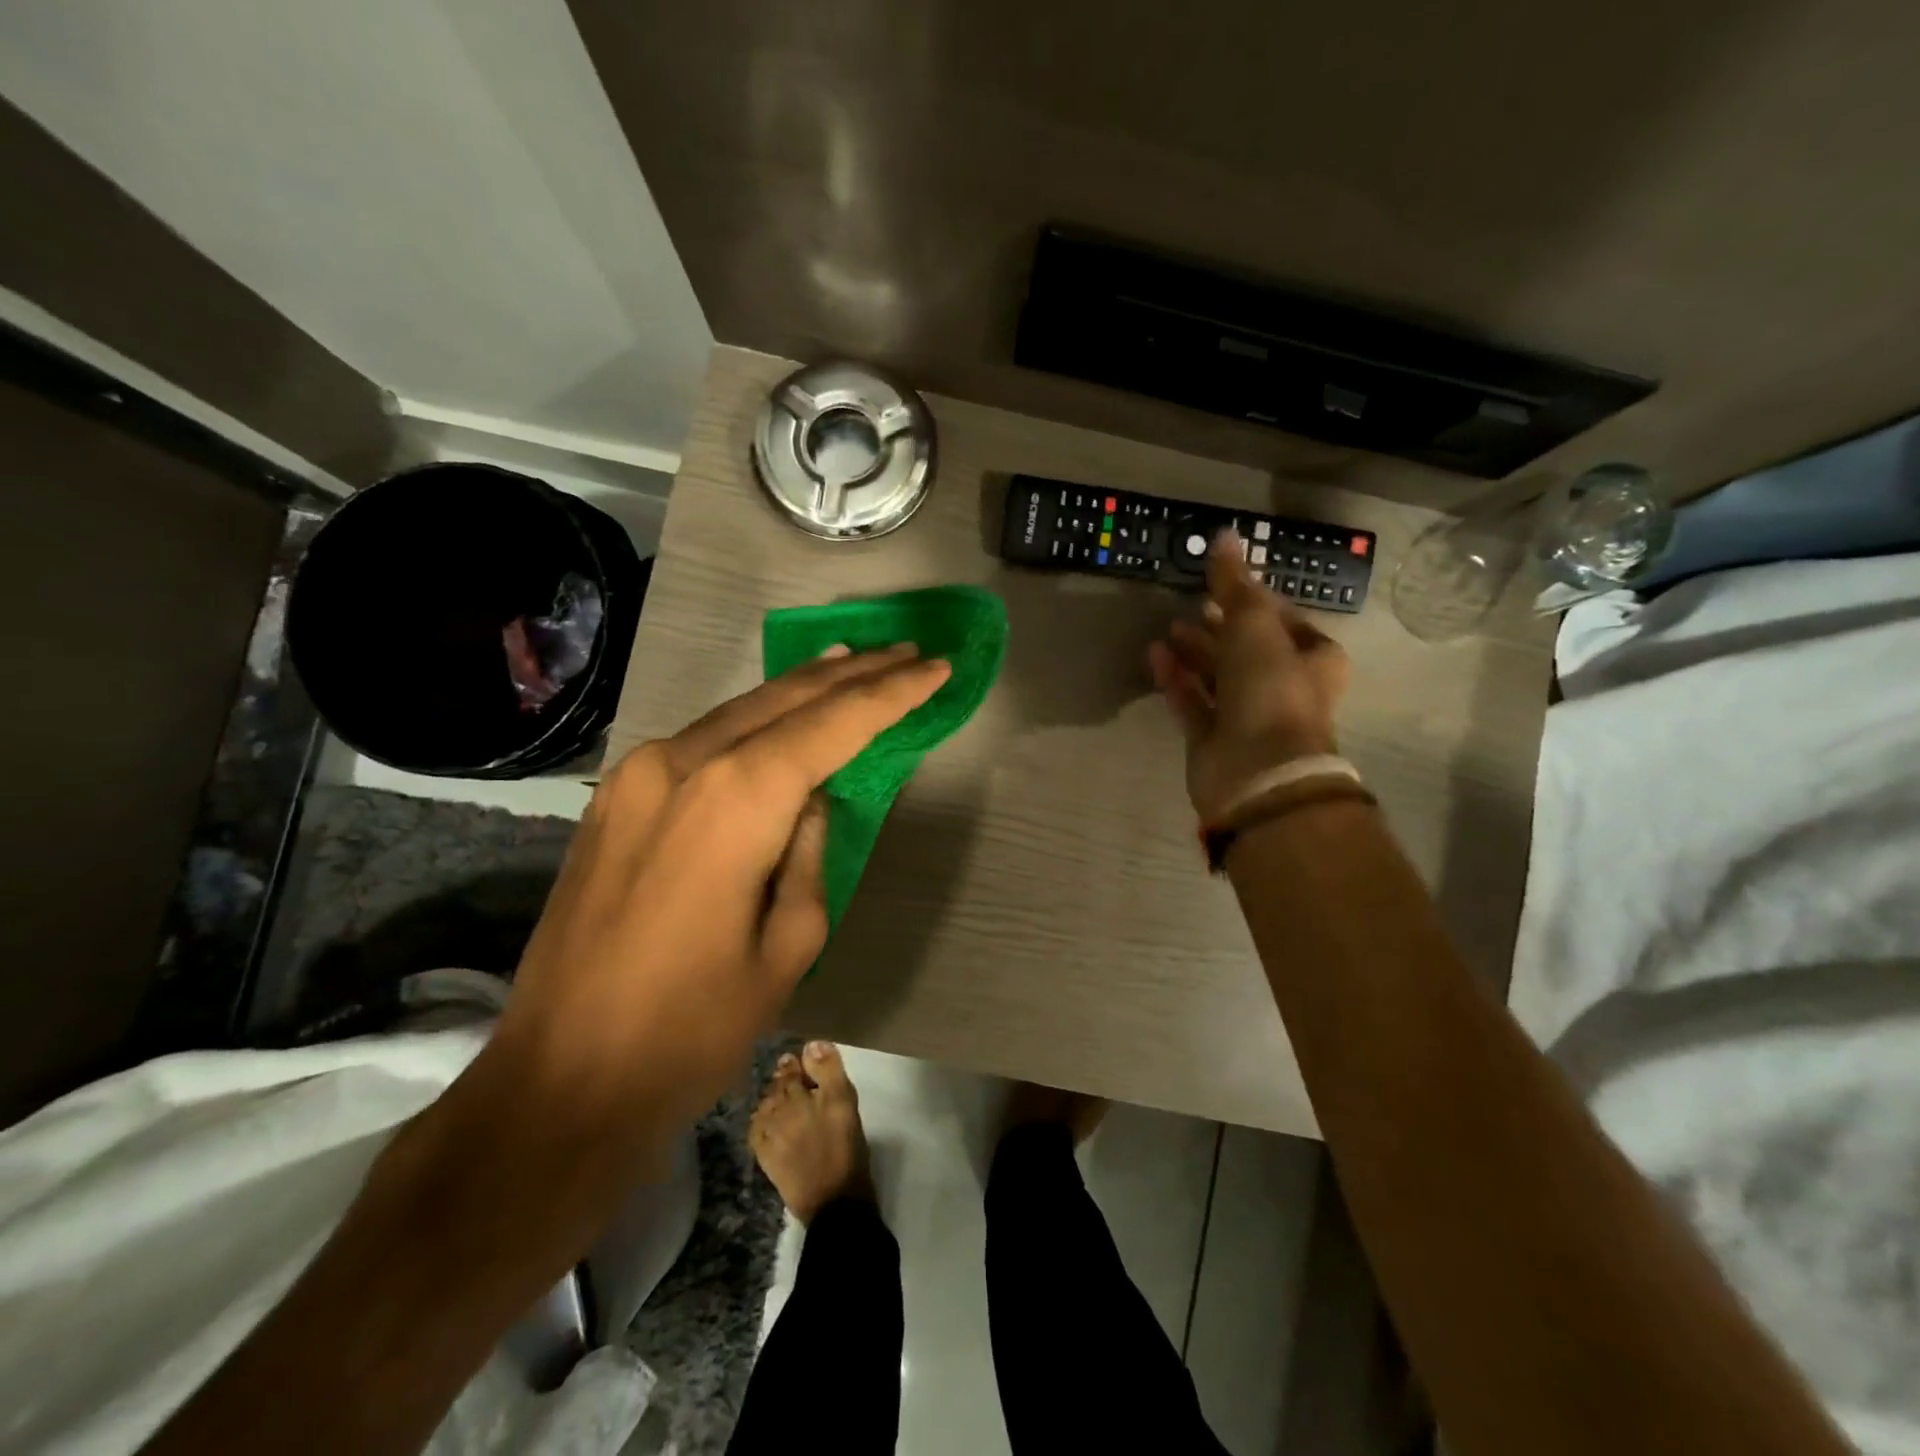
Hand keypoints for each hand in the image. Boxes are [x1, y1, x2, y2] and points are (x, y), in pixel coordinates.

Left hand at [492, 644, 950, 1133]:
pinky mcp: (617, 796)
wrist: (561, 1080)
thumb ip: (810, 851)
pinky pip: (704, 738)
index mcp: (736, 800)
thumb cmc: (692, 1028)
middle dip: (854, 674)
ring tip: (857, 665)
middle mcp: (682, 763)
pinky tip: (782, 712)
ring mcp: (639, 774)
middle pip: (785, 699)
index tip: (937, 670)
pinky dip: (755, 719)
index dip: (891, 695)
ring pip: (741, 709)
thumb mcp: (788, 945)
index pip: (832, 725)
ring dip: (804, 687)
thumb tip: (811, 799)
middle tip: (907, 654)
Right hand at [1149, 531, 1350, 821]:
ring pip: (1218, 676)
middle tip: (1193, 606)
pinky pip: (1192, 701)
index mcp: (1313, 660)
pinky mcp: (1214, 739)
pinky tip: (1155, 655)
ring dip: (1195, 652)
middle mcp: (1284, 688)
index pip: (1285, 621)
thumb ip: (1235, 584)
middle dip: (1221, 627)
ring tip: (1169, 629)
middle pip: (1249, 650)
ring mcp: (1247, 717)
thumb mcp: (1255, 625)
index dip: (1256, 602)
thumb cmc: (1270, 690)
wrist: (1258, 771)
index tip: (1226, 586)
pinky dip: (1176, 679)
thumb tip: (1225, 535)